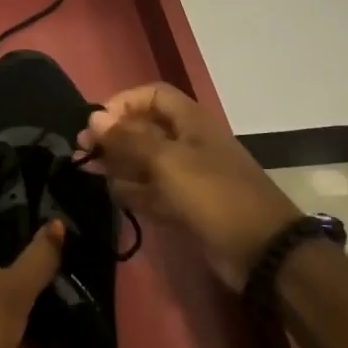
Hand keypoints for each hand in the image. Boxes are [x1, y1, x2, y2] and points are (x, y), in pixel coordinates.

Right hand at [80, 83, 301, 292]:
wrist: (262, 252)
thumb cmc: (214, 195)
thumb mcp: (167, 162)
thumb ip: (128, 139)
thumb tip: (94, 118)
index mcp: (191, 122)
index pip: (152, 95)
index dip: (124, 102)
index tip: (97, 122)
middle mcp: (189, 144)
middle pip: (145, 129)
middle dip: (115, 136)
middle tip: (84, 151)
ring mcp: (188, 177)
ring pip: (146, 162)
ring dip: (119, 164)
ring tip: (90, 172)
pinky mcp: (187, 206)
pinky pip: (153, 191)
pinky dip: (134, 191)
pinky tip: (113, 194)